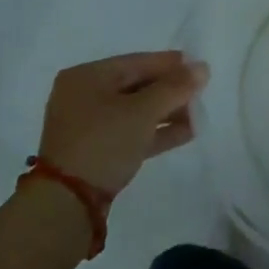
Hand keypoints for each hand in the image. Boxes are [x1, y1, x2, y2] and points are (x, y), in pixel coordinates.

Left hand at [37, 52, 209, 194]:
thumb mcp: (143, 111)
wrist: (66, 206)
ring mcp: (87, 127)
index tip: (199, 68)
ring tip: (198, 115)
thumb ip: (175, 87)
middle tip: (200, 93)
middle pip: (136, 86)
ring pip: (135, 111)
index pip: (137, 62)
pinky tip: (186, 132)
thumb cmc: (103, 143)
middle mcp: (83, 96)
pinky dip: (154, 131)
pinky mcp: (94, 153)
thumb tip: (203, 68)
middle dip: (170, 91)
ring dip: (166, 112)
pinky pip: (130, 132)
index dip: (170, 64)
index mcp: (86, 76)